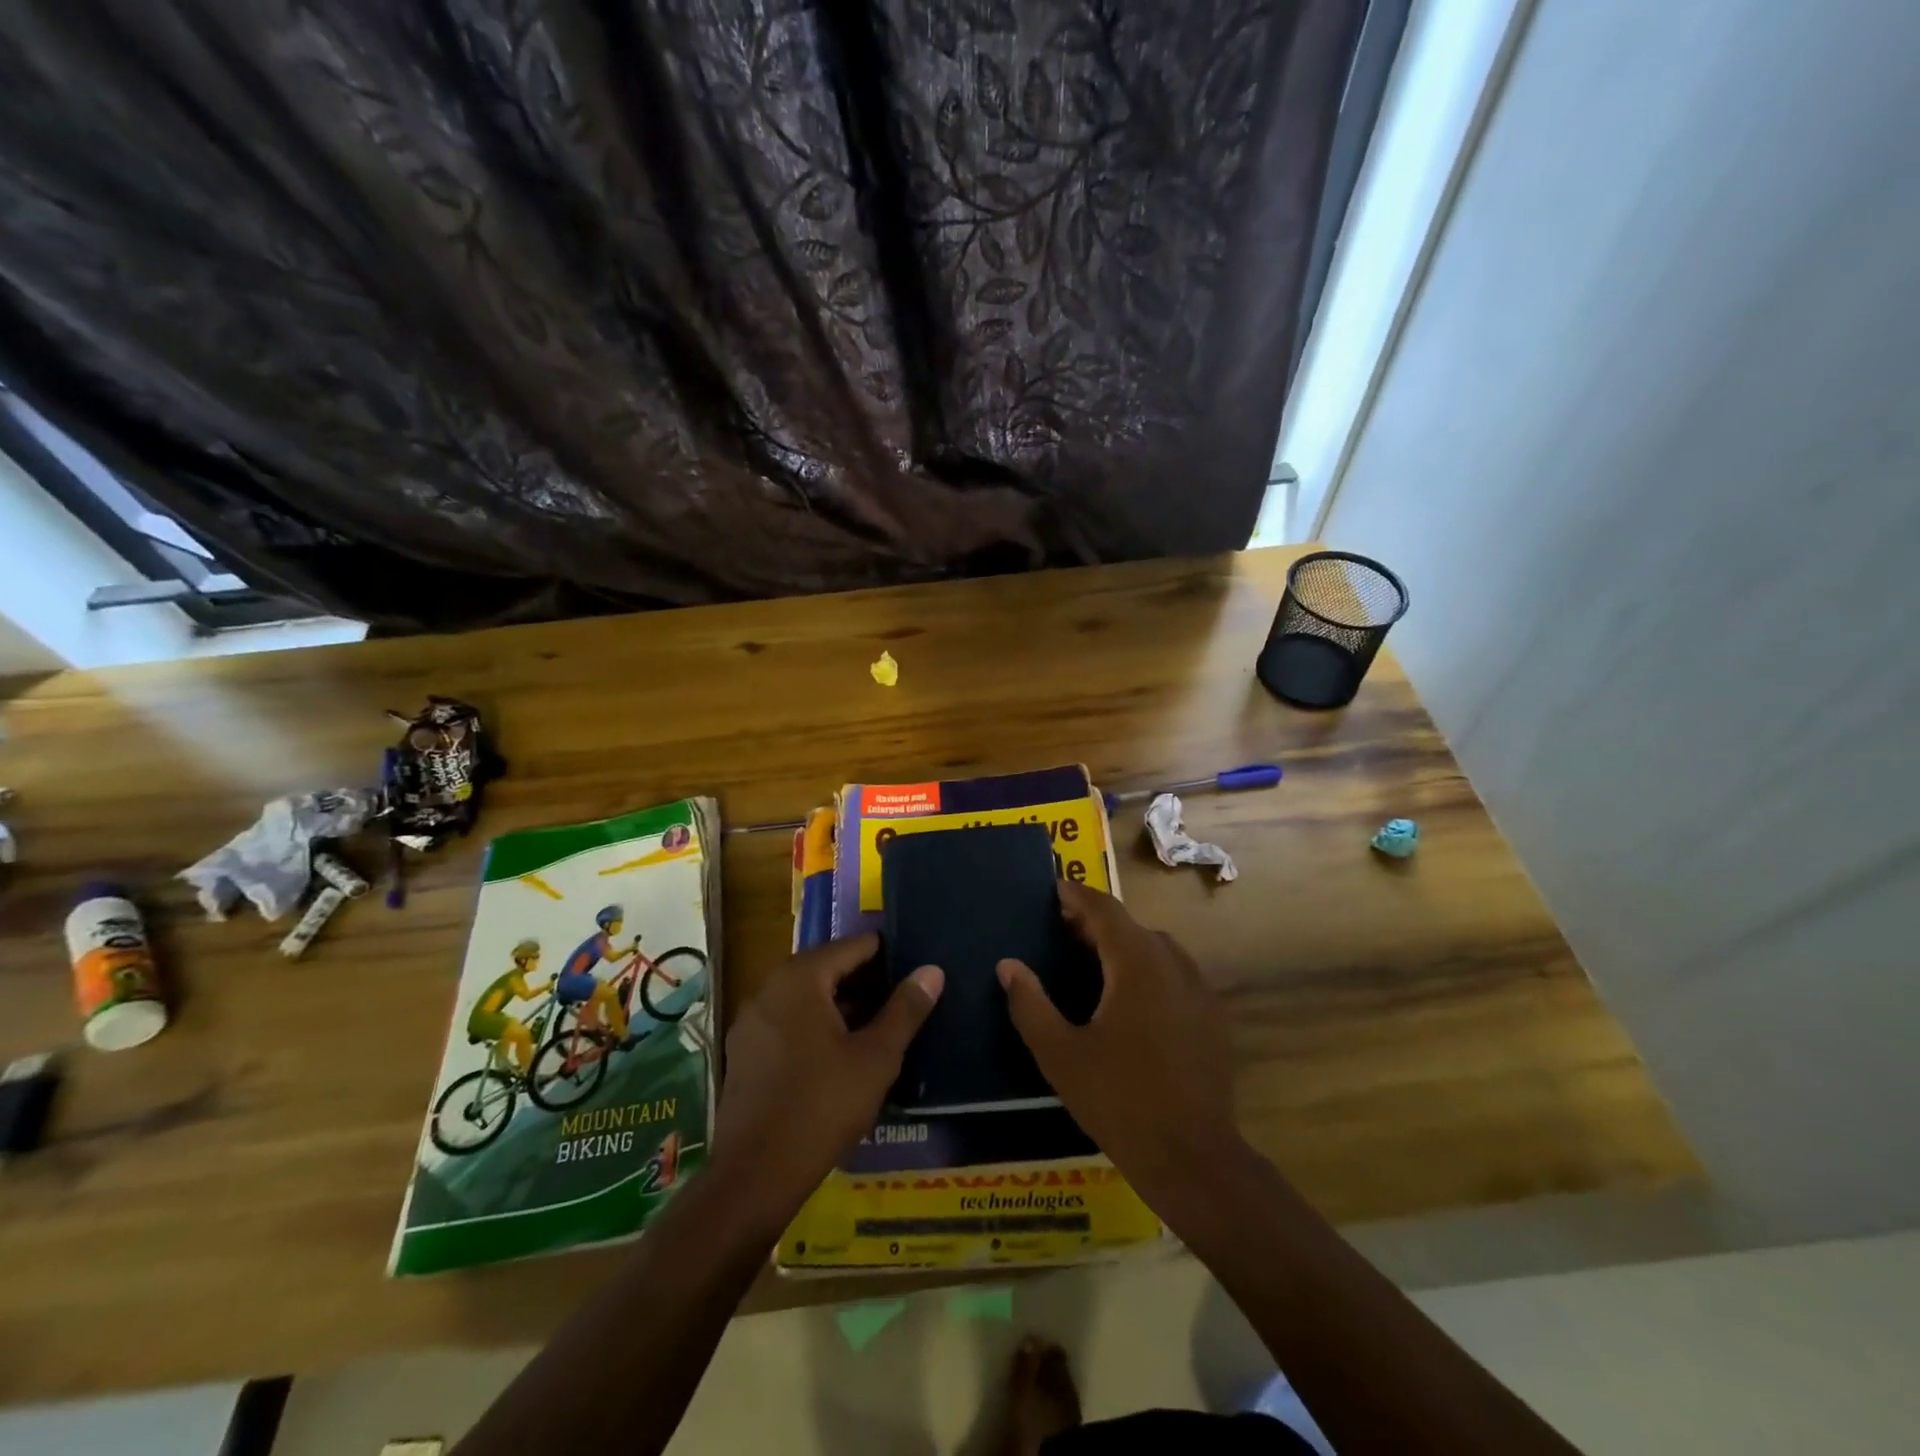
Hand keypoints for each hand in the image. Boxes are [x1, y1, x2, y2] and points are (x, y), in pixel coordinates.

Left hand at [712, 933, 942, 1226]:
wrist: (756, 1175)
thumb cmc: (823, 1105)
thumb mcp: (876, 1056)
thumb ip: (905, 1009)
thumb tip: (932, 970)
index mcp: (800, 978)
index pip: (852, 946)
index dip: (887, 953)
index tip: (916, 965)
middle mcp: (769, 988)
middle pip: (827, 968)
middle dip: (866, 980)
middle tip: (904, 996)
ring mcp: (751, 1021)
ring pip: (806, 997)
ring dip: (842, 1004)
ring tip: (881, 1022)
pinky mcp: (744, 1052)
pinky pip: (788, 1021)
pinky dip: (816, 1024)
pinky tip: (842, 1051)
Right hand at [999, 882, 1238, 1199]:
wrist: (1193, 1157)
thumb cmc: (1119, 1101)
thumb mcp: (1060, 1055)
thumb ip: (1030, 1005)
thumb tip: (1008, 966)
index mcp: (1137, 964)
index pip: (1104, 909)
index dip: (1077, 894)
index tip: (1053, 888)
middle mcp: (1173, 963)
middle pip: (1130, 925)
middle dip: (1094, 921)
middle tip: (1059, 929)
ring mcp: (1199, 989)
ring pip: (1155, 948)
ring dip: (1122, 944)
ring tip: (1090, 961)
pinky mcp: (1212, 1015)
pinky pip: (1174, 973)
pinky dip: (1146, 968)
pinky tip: (1128, 999)